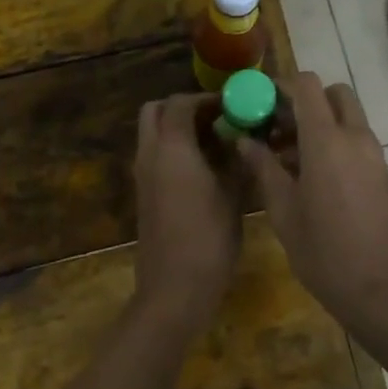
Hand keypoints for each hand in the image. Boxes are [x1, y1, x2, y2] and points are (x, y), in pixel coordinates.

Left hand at [131, 93, 242, 339]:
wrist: (173, 290)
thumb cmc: (208, 238)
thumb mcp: (233, 195)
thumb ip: (237, 159)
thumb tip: (245, 138)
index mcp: (171, 147)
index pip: (180, 102)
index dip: (206, 99)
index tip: (232, 106)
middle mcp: (150, 153)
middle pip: (155, 111)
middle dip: (183, 108)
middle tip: (216, 119)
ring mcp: (142, 175)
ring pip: (152, 133)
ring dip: (177, 129)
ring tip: (216, 144)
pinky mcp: (143, 194)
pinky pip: (154, 156)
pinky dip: (174, 150)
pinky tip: (205, 169)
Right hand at [237, 73, 387, 336]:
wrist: (381, 291)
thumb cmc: (324, 252)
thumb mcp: (283, 211)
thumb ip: (263, 167)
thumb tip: (244, 140)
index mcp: (327, 141)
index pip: (307, 85)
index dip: (281, 86)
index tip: (260, 104)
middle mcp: (355, 137)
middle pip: (333, 93)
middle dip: (305, 101)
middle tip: (278, 127)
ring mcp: (374, 153)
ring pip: (346, 115)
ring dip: (319, 121)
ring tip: (286, 157)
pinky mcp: (382, 171)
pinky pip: (356, 137)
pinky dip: (334, 139)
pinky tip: (310, 175)